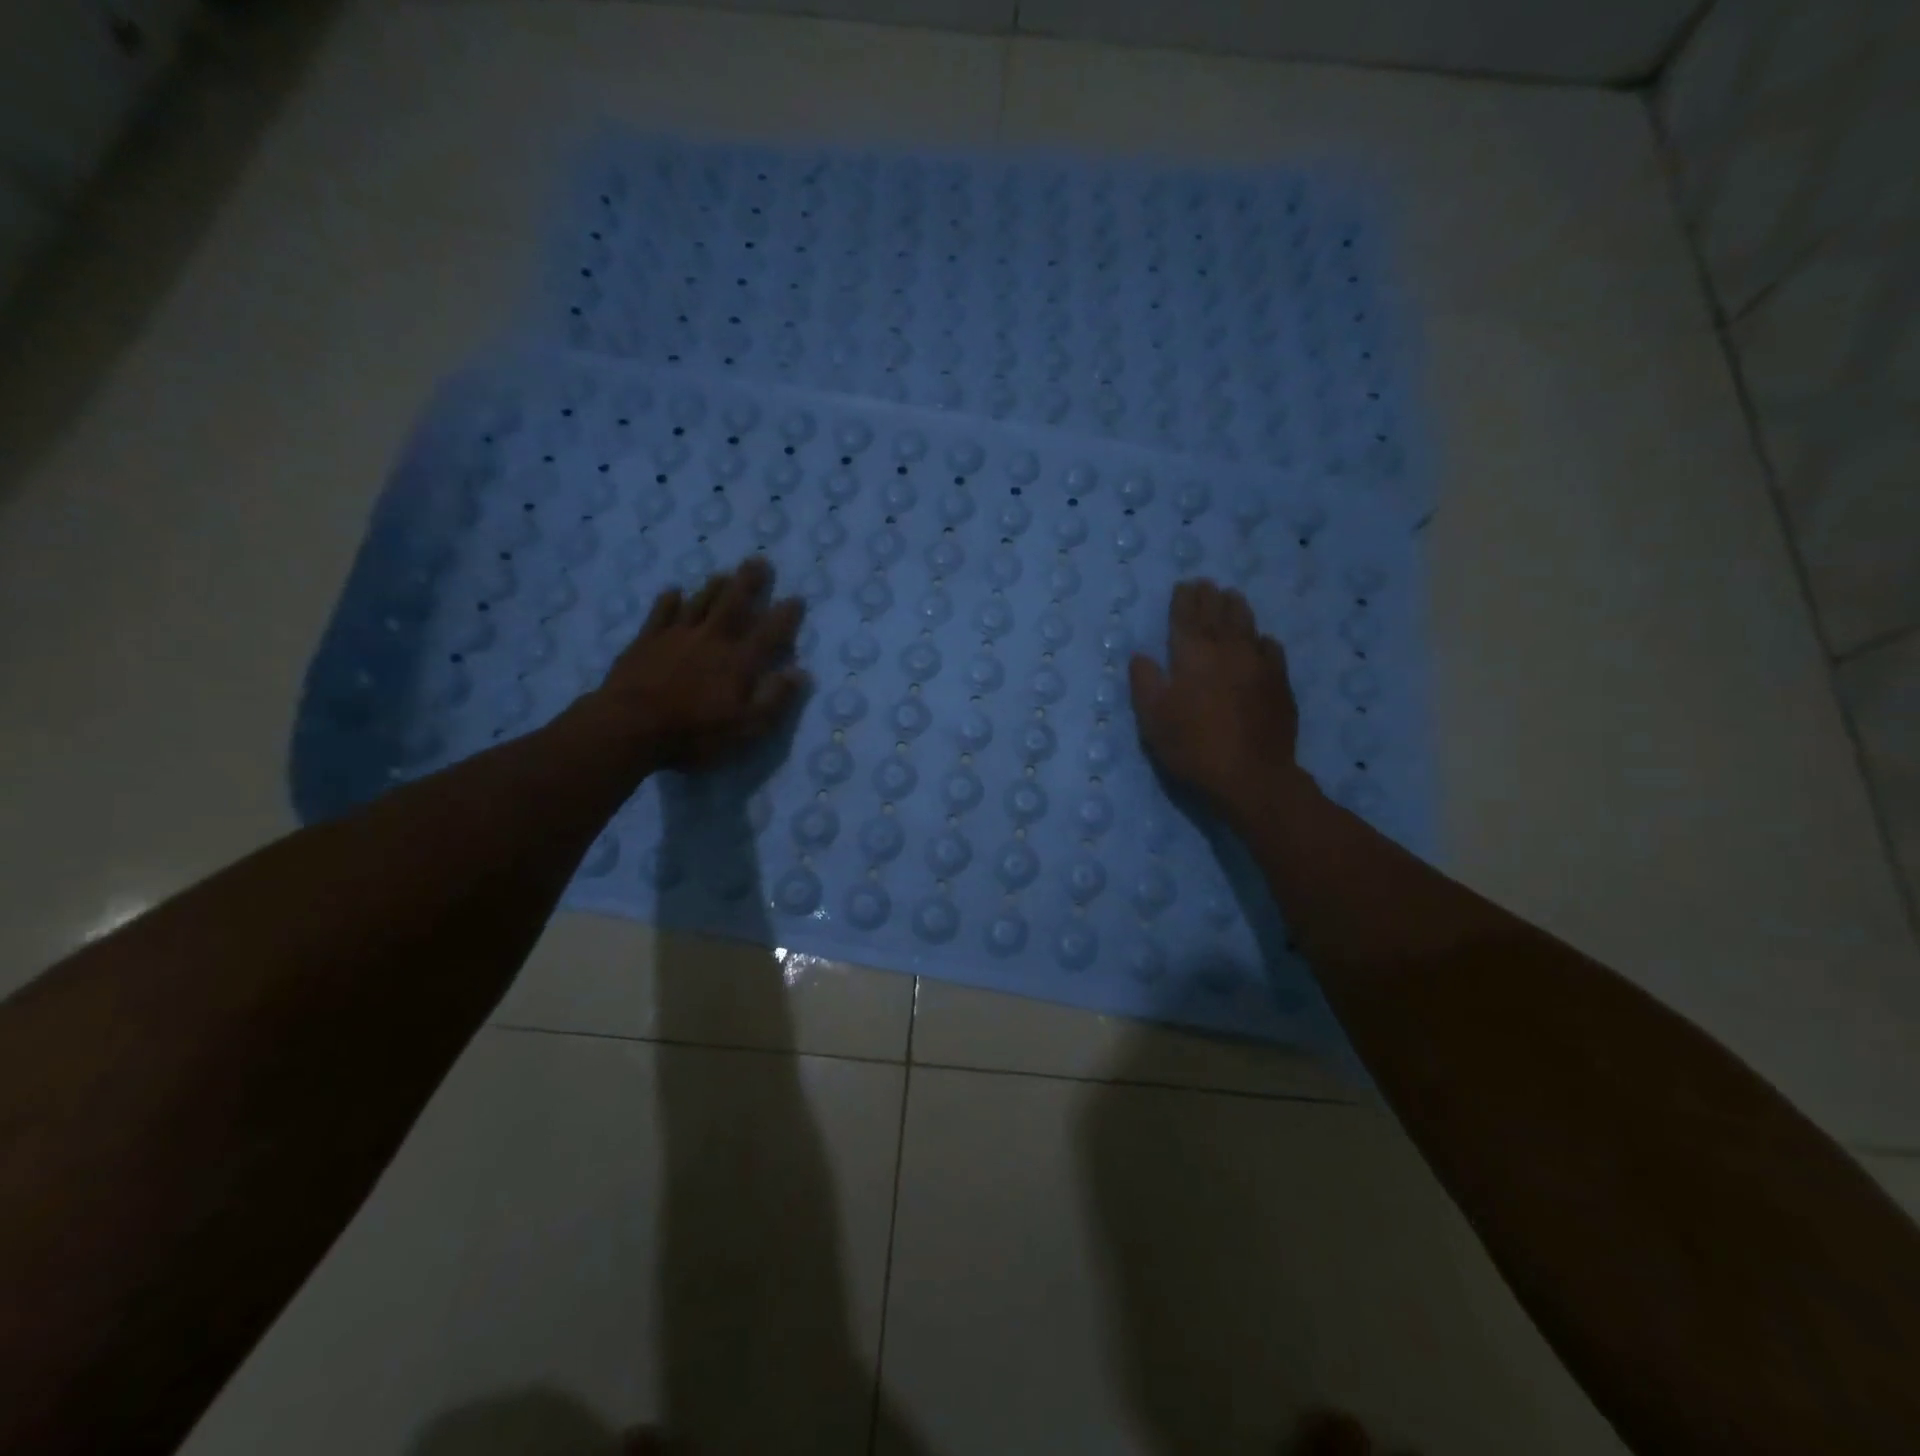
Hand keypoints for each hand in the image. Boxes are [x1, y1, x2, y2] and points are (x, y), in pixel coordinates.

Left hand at [586, 556, 807, 771]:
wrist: (629, 726)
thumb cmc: (694, 733)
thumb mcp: (746, 728)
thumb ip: (775, 699)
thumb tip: (800, 672)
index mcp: (739, 662)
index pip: (769, 633)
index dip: (785, 616)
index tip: (796, 598)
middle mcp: (712, 640)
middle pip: (734, 604)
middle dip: (749, 583)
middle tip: (759, 561)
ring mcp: (676, 637)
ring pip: (700, 603)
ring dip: (714, 587)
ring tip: (724, 573)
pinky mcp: (646, 641)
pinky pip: (661, 613)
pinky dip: (669, 601)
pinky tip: (673, 591)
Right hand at [1128, 578, 1304, 817]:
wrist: (1251, 775)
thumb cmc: (1193, 747)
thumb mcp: (1153, 719)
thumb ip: (1145, 683)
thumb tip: (1141, 656)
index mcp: (1192, 656)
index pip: (1186, 617)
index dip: (1184, 600)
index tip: (1184, 584)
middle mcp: (1226, 650)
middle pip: (1217, 614)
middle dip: (1209, 597)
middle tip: (1206, 584)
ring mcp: (1257, 663)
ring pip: (1246, 624)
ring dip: (1237, 607)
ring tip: (1232, 596)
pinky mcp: (1279, 681)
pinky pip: (1270, 648)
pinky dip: (1261, 639)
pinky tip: (1260, 640)